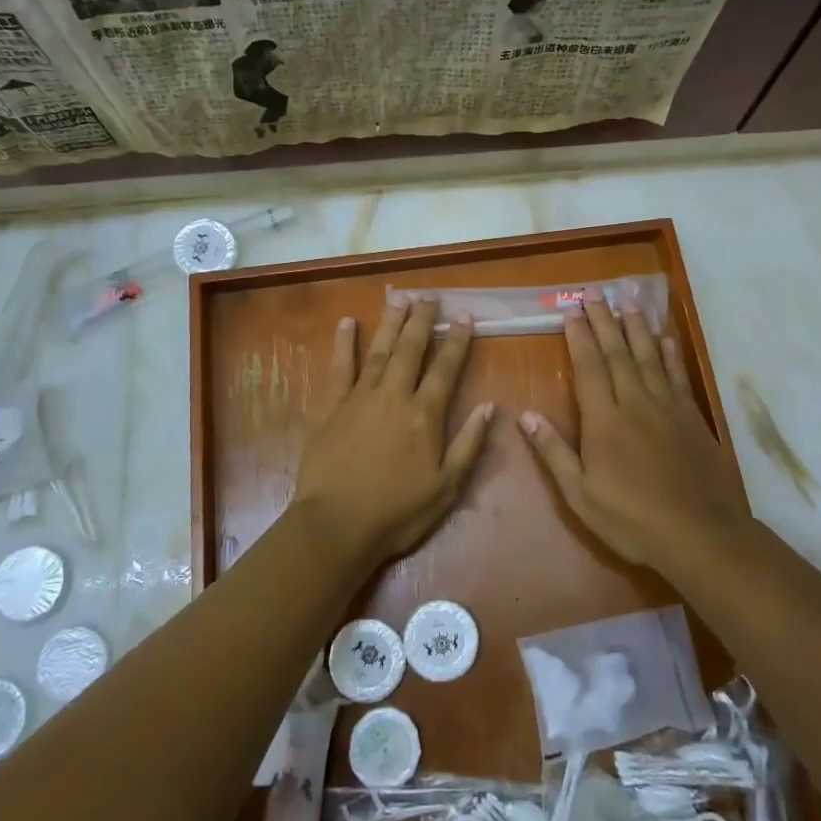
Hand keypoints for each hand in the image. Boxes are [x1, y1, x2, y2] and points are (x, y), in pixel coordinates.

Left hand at [293, 296, 493, 566]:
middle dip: (422, 320)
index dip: (457, 340)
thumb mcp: (446, 487)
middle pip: (411, 349)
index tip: (465, 316)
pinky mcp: (332, 406)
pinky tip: (347, 322)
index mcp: (425, 415)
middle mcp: (394, 395)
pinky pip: (339, 367)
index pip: (445, 368)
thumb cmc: (397, 512)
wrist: (336, 524)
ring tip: (399, 296)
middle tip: (430, 295)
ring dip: (390, 322)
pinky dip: (343, 343)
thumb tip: (489, 407)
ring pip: (379, 350)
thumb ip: (468, 444)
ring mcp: (360, 397)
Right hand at [519, 290, 746, 572]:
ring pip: (648, 356)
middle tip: (594, 292)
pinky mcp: (692, 417)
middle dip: (604, 321)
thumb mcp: (581, 495)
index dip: (579, 337)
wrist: (700, 534)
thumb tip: (526, 416)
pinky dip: (670, 354)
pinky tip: (665, 339)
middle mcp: (635, 403)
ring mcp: (667, 407)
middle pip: (617, 353)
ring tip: (627, 302)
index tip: (571, 311)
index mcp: (604, 420)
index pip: (589, 367)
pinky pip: (677, 376)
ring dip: (635, 327)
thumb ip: (554, 453)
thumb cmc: (632, 519)